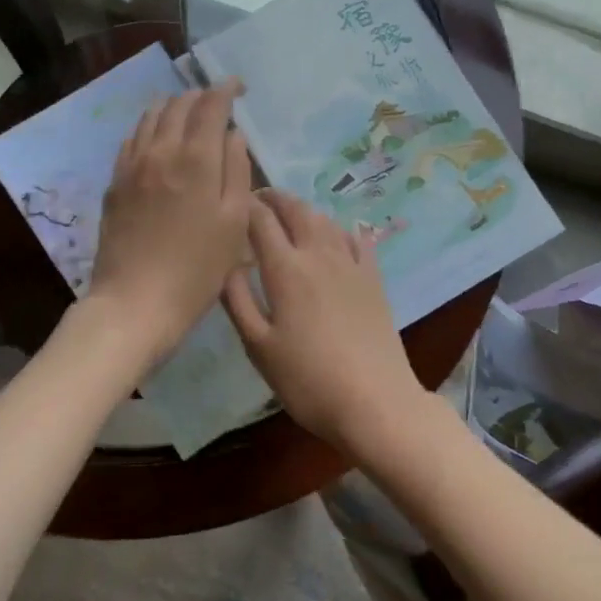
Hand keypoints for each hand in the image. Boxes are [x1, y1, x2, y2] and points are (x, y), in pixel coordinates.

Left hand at [87, 80, 251, 363]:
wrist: (136, 302)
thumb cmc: (197, 270)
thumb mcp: (234, 224)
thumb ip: (236, 172)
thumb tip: (233, 136)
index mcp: (195, 160)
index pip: (210, 106)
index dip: (226, 89)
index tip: (239, 86)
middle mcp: (160, 152)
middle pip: (178, 106)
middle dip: (200, 95)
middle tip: (218, 100)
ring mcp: (132, 166)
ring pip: (150, 117)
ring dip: (172, 106)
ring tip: (188, 111)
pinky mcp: (114, 183)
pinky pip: (132, 139)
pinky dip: (149, 127)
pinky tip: (157, 138)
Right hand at [222, 190, 427, 450]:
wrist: (375, 401)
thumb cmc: (307, 380)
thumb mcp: (258, 347)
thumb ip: (237, 300)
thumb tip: (226, 264)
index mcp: (286, 269)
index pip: (261, 221)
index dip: (245, 205)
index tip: (231, 203)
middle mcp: (319, 255)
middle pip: (296, 210)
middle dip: (275, 198)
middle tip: (258, 199)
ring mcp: (352, 264)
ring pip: (325, 220)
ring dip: (304, 210)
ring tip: (290, 215)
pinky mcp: (374, 279)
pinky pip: (356, 239)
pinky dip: (340, 228)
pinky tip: (338, 232)